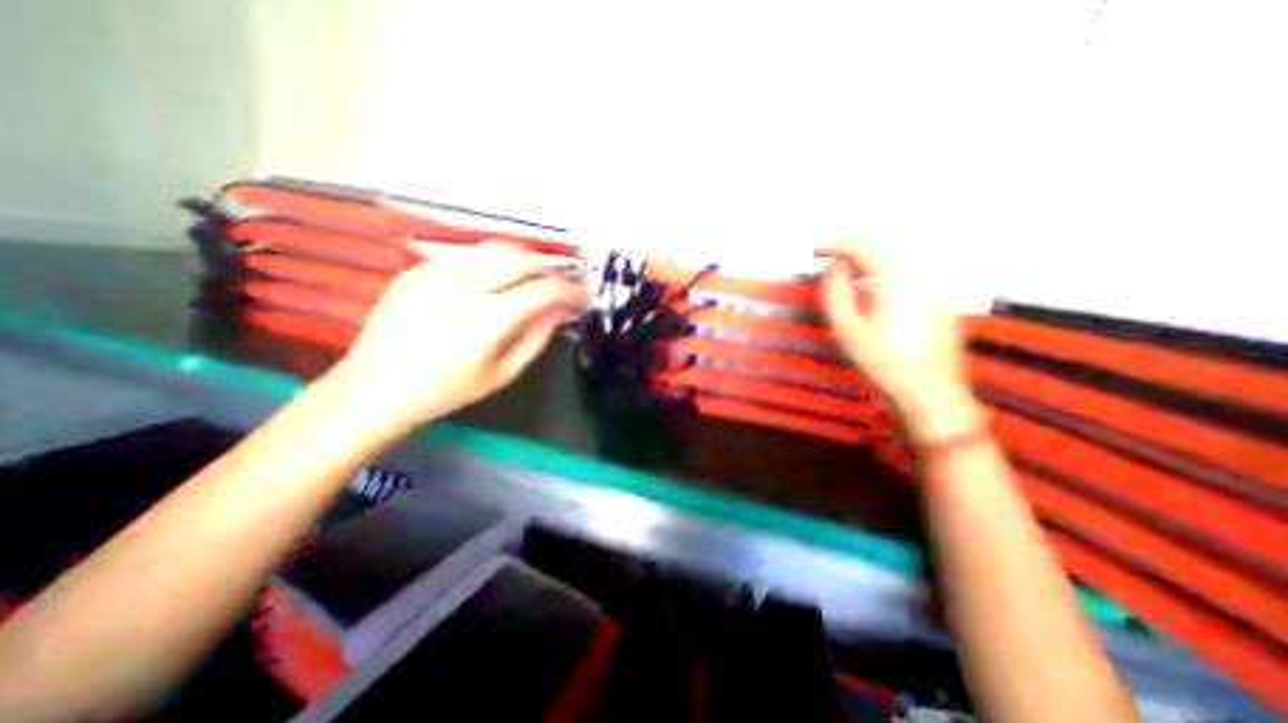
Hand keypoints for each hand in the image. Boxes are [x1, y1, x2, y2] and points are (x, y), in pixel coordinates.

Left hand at [331, 246, 592, 431]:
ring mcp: (438, 270)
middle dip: (554, 271)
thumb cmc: (448, 389)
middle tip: (563, 288)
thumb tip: (562, 311)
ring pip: (499, 250)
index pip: (546, 291)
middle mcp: (466, 284)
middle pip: (525, 260)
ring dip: (527, 263)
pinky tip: (496, 284)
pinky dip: (495, 265)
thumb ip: (538, 337)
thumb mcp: (504, 372)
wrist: (376, 387)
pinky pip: (470, 257)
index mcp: (489, 318)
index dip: (572, 293)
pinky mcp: (420, 268)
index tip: (583, 301)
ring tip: (537, 281)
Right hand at [826, 240, 988, 442]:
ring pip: (907, 259)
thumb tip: (833, 271)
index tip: (831, 245)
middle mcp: (923, 279)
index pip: (871, 251)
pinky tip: (882, 285)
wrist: (930, 390)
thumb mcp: (848, 332)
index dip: (848, 245)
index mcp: (898, 283)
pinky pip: (917, 272)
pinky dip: (895, 270)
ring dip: (880, 257)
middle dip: (865, 246)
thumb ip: (836, 296)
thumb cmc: (885, 363)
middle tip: (843, 253)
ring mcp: (937, 288)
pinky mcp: (943, 300)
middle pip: (892, 248)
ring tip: (859, 268)